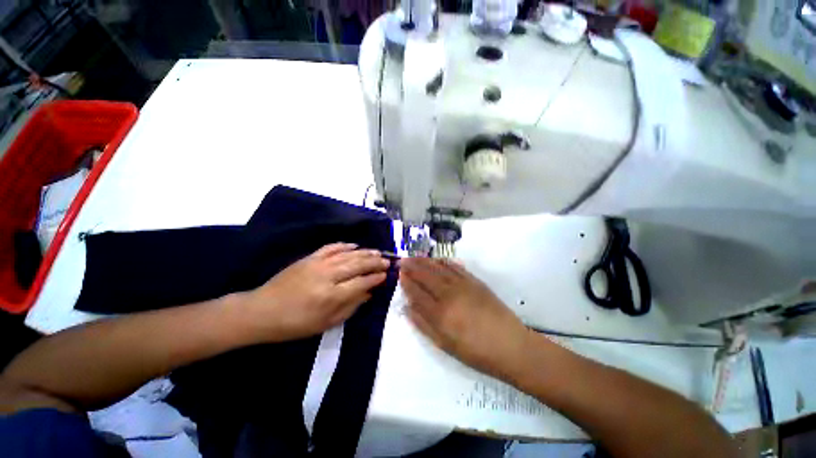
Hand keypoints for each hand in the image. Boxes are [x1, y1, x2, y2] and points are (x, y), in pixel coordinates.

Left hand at [243, 243, 389, 340]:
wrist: (262, 310)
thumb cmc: (295, 324)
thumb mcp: (326, 323)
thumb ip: (350, 307)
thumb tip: (369, 293)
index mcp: (332, 296)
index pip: (362, 282)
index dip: (376, 278)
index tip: (386, 275)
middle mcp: (328, 276)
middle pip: (358, 265)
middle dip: (375, 262)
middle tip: (387, 261)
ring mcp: (318, 263)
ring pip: (348, 254)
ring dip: (365, 252)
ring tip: (377, 252)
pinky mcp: (310, 258)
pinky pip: (331, 247)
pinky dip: (345, 245)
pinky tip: (355, 245)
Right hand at [400, 258, 532, 381]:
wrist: (510, 345)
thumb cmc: (475, 351)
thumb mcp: (445, 344)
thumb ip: (423, 325)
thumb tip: (407, 308)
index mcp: (439, 312)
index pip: (417, 292)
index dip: (406, 282)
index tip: (399, 274)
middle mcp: (449, 294)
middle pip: (426, 276)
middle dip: (412, 267)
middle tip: (402, 260)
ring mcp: (463, 285)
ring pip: (439, 268)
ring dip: (425, 261)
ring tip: (415, 256)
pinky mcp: (474, 281)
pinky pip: (456, 267)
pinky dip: (445, 262)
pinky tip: (438, 259)